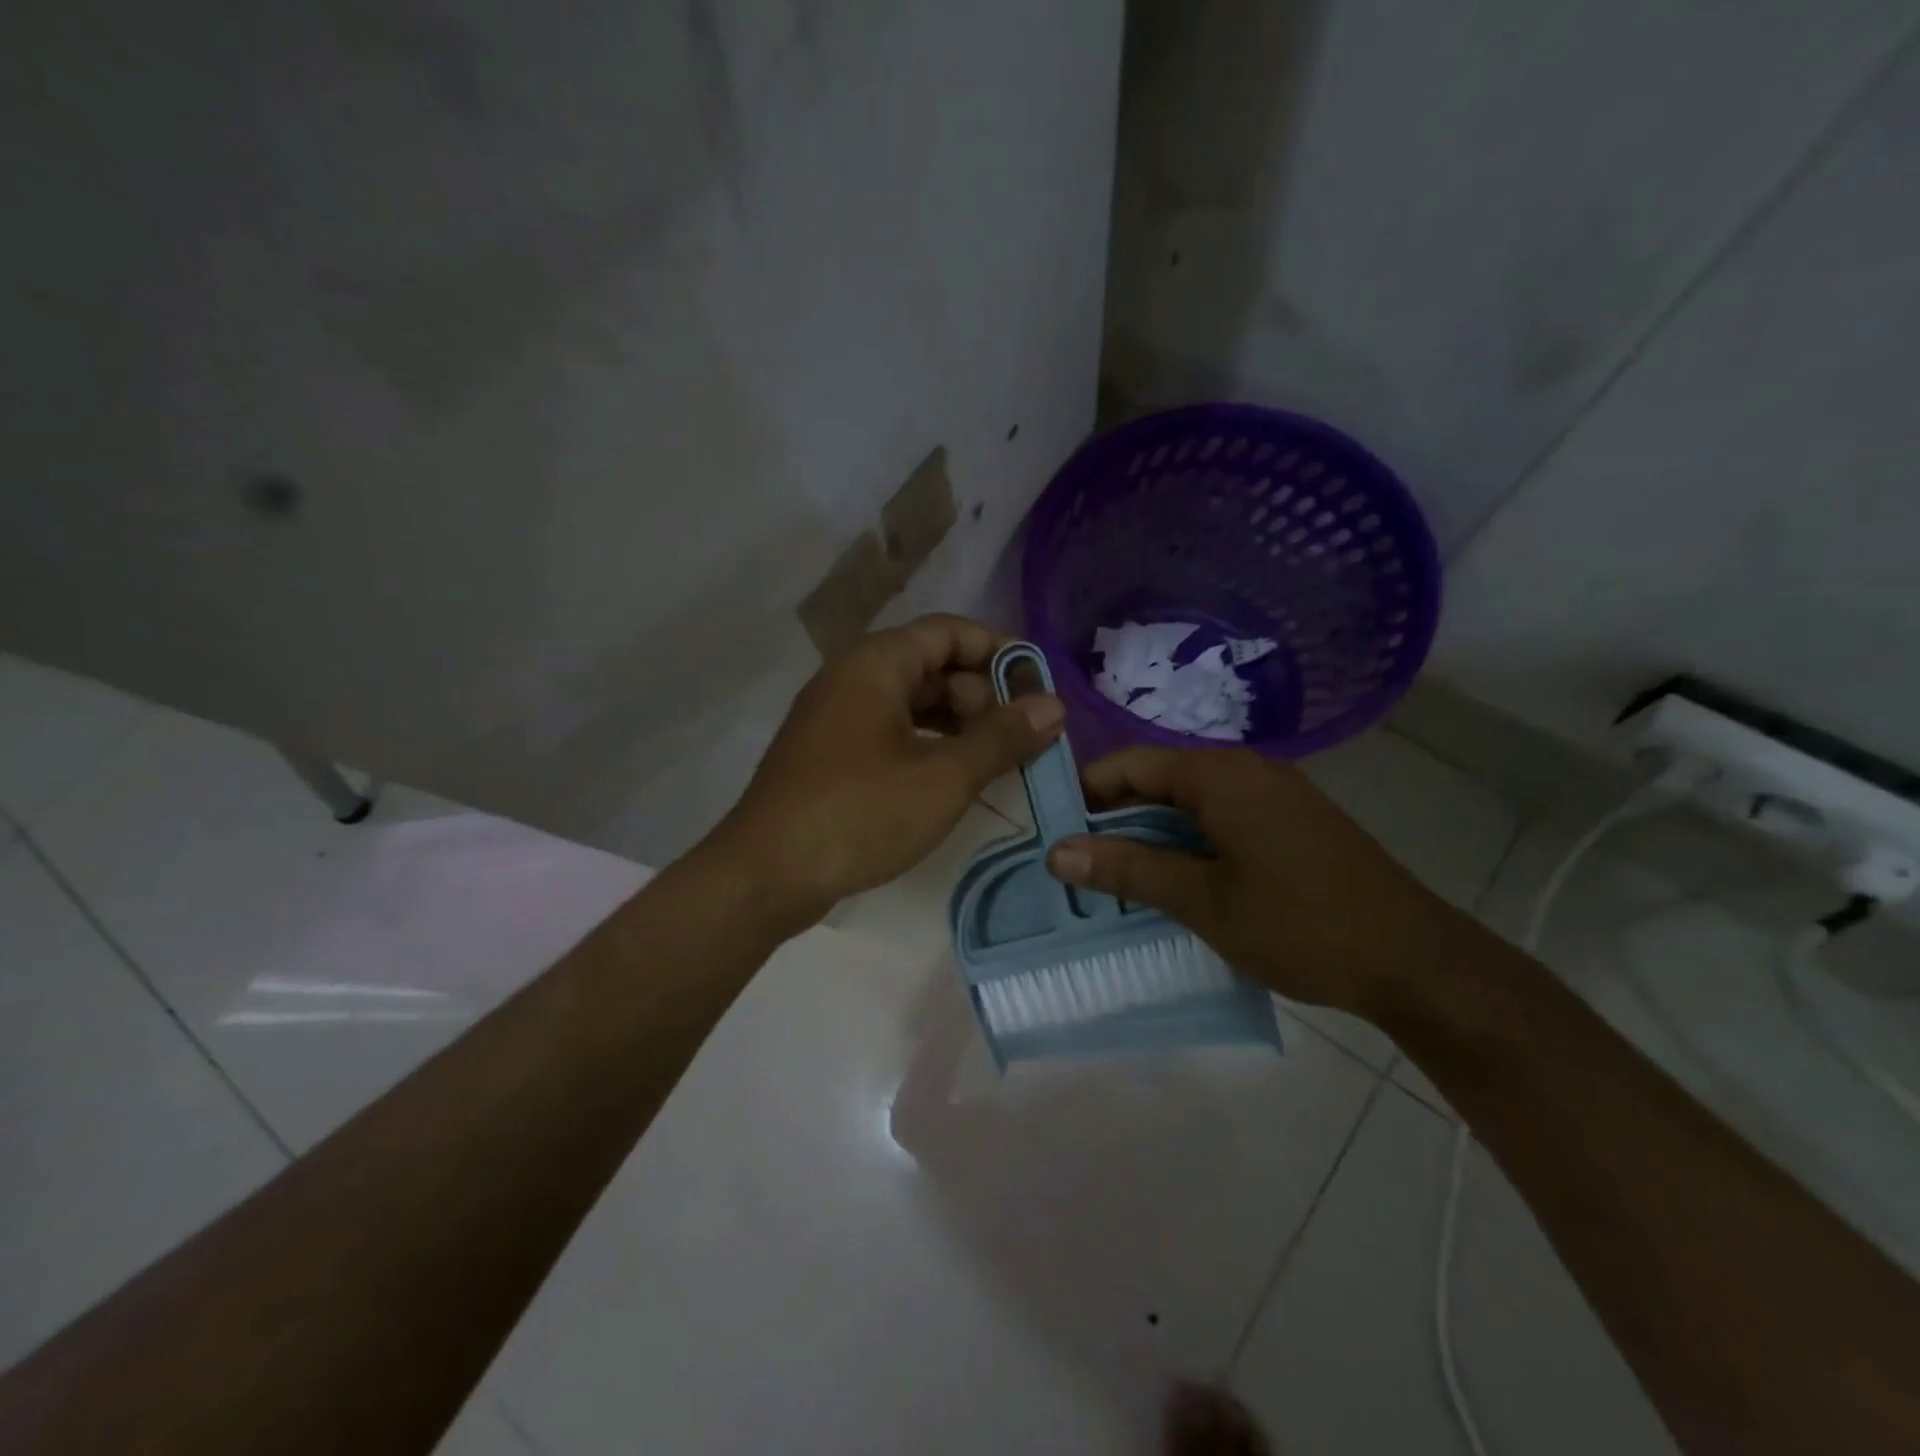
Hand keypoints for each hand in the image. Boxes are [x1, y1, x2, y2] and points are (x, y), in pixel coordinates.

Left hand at [706, 614, 1063, 931]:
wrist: (765, 874)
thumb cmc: (859, 813)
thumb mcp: (943, 777)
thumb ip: (1002, 737)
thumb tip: (1053, 705)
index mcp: (877, 663)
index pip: (950, 631)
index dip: (999, 652)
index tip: (1039, 688)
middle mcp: (853, 677)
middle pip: (932, 665)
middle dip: (982, 695)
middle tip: (1021, 738)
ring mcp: (837, 716)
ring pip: (912, 702)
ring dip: (958, 725)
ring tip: (998, 761)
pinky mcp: (831, 753)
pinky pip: (891, 731)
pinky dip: (928, 745)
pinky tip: (952, 779)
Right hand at [1045, 746, 1459, 1016]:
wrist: (1414, 959)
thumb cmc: (1299, 924)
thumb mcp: (1202, 900)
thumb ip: (1128, 869)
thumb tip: (1056, 851)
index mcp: (1219, 775)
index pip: (1130, 764)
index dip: (1086, 793)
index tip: (1054, 831)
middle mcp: (1245, 769)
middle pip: (1158, 780)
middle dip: (1115, 819)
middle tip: (1080, 863)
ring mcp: (1274, 793)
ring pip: (1189, 801)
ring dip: (1151, 834)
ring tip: (1118, 877)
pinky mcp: (1291, 820)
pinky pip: (1221, 816)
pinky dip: (1188, 841)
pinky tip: (1177, 880)